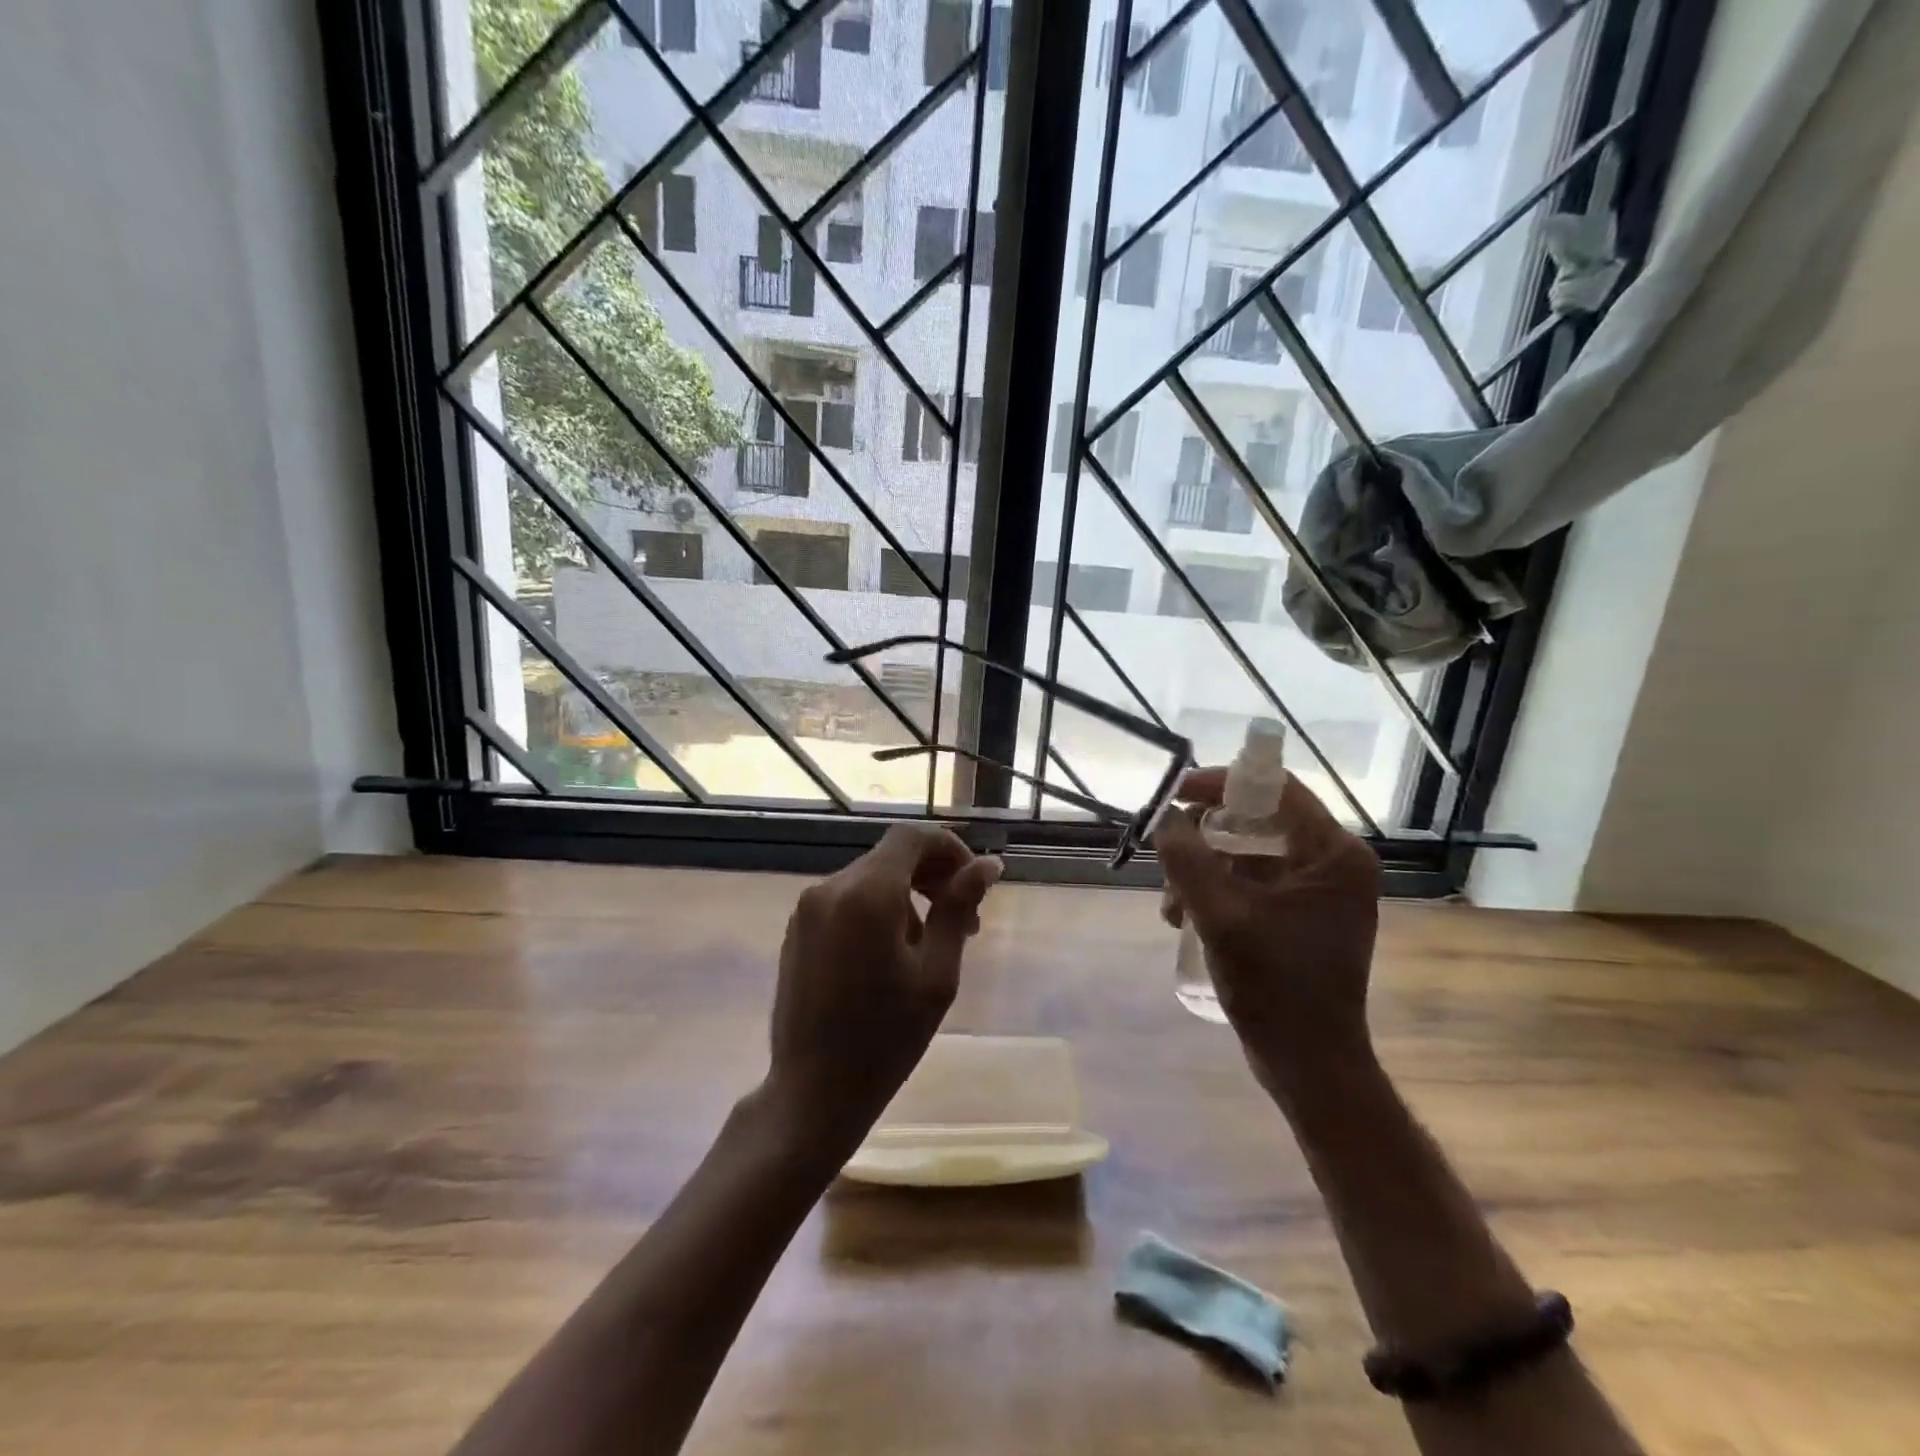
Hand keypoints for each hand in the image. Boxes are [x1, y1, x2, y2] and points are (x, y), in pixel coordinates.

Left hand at [766, 825, 1002, 1154]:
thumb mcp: (936, 974)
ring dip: (907, 895)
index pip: (912, 838)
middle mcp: (831, 888)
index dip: (949, 848)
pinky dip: (877, 909)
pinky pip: (846, 900)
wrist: (812, 1091)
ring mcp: (808, 908)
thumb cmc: (886, 1038)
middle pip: (891, 856)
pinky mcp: (797, 930)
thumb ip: (958, 909)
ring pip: (870, 878)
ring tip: (931, 945)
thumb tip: (988, 865)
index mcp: (867, 894)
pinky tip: (892, 954)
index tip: (975, 882)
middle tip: (967, 920)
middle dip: (933, 876)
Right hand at [1154, 768, 1380, 1099]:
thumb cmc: (1275, 987)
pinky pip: (1250, 882)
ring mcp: (1317, 890)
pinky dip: (1215, 892)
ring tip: (1171, 906)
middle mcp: (1332, 863)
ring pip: (1246, 854)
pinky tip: (1184, 918)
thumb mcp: (1221, 917)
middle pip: (1256, 821)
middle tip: (1167, 857)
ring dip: (1202, 871)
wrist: (1308, 1064)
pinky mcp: (1300, 914)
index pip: (1276, 789)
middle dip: (1204, 840)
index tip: (1175, 793)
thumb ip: (1188, 860)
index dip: (1221, 783)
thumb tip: (1163, 819)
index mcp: (1333, 854)